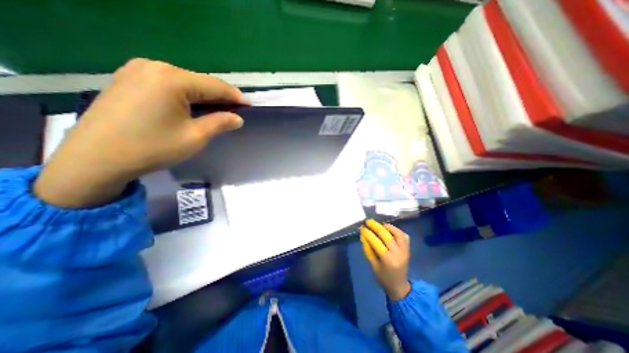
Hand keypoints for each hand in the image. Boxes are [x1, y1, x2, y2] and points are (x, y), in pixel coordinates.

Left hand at [33, 57, 245, 206]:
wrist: (95, 159)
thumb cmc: (152, 148)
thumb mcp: (195, 137)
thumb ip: (220, 123)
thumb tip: (237, 118)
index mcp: (172, 79)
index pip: (215, 86)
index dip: (235, 96)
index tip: (250, 105)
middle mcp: (154, 66)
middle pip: (200, 82)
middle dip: (220, 97)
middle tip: (236, 111)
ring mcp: (138, 70)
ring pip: (185, 82)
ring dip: (204, 96)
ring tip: (218, 110)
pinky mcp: (129, 79)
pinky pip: (169, 84)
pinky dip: (186, 95)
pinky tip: (193, 107)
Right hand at [358, 220, 413, 300]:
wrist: (399, 286)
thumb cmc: (383, 278)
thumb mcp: (373, 265)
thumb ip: (368, 249)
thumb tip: (363, 235)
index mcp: (388, 260)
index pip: (376, 242)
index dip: (368, 233)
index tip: (362, 228)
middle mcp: (398, 254)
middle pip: (387, 236)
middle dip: (376, 226)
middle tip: (368, 221)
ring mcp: (405, 251)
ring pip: (398, 234)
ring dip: (387, 227)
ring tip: (379, 224)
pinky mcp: (408, 249)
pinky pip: (404, 236)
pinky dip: (396, 230)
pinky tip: (389, 229)